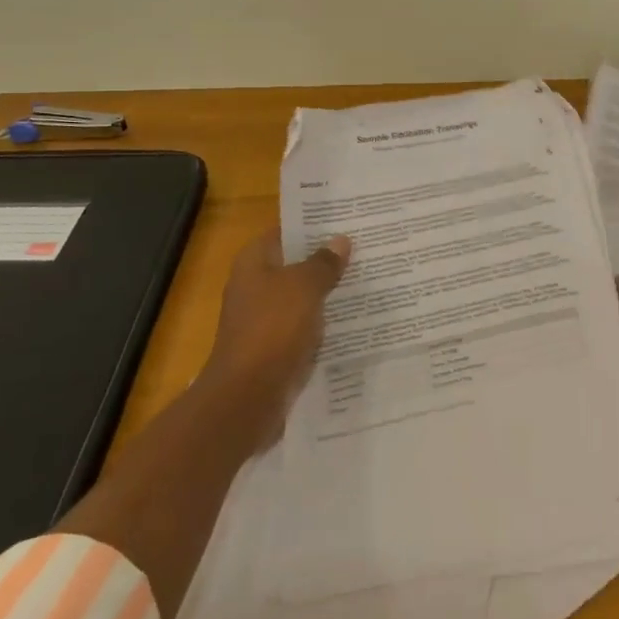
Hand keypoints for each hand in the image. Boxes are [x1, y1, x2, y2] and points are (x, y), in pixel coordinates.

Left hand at [199, 226, 351, 448]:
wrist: (248, 397)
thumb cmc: (273, 329)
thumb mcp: (304, 287)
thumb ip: (323, 263)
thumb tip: (340, 241)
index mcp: (254, 264)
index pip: (286, 233)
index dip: (314, 226)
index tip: (347, 222)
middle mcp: (255, 287)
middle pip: (295, 265)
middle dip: (327, 259)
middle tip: (367, 249)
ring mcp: (264, 320)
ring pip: (303, 298)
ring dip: (329, 292)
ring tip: (369, 280)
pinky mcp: (276, 348)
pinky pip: (306, 326)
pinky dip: (325, 323)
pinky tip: (355, 319)